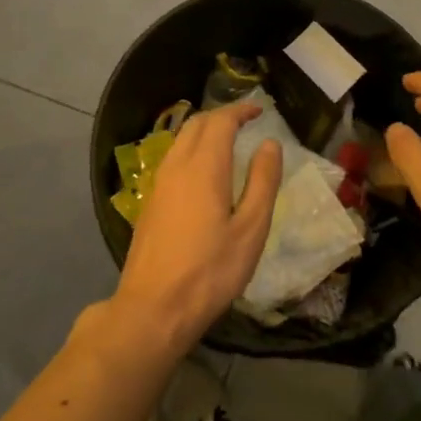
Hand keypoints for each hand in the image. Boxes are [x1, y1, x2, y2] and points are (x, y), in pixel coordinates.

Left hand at [114, 103, 282, 354]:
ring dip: (204, 132)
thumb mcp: (251, 229)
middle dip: (221, 117)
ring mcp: (158, 185)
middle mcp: (176, 167)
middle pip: (196, 125)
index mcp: (203, 168)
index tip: (259, 111)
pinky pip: (172, 160)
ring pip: (180, 141)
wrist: (153, 309)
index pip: (220, 122)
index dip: (241, 111)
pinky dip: (191, 151)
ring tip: (228, 143)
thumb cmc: (210, 271)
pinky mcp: (150, 203)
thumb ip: (262, 182)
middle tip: (245, 123)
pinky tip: (204, 174)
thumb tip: (269, 144)